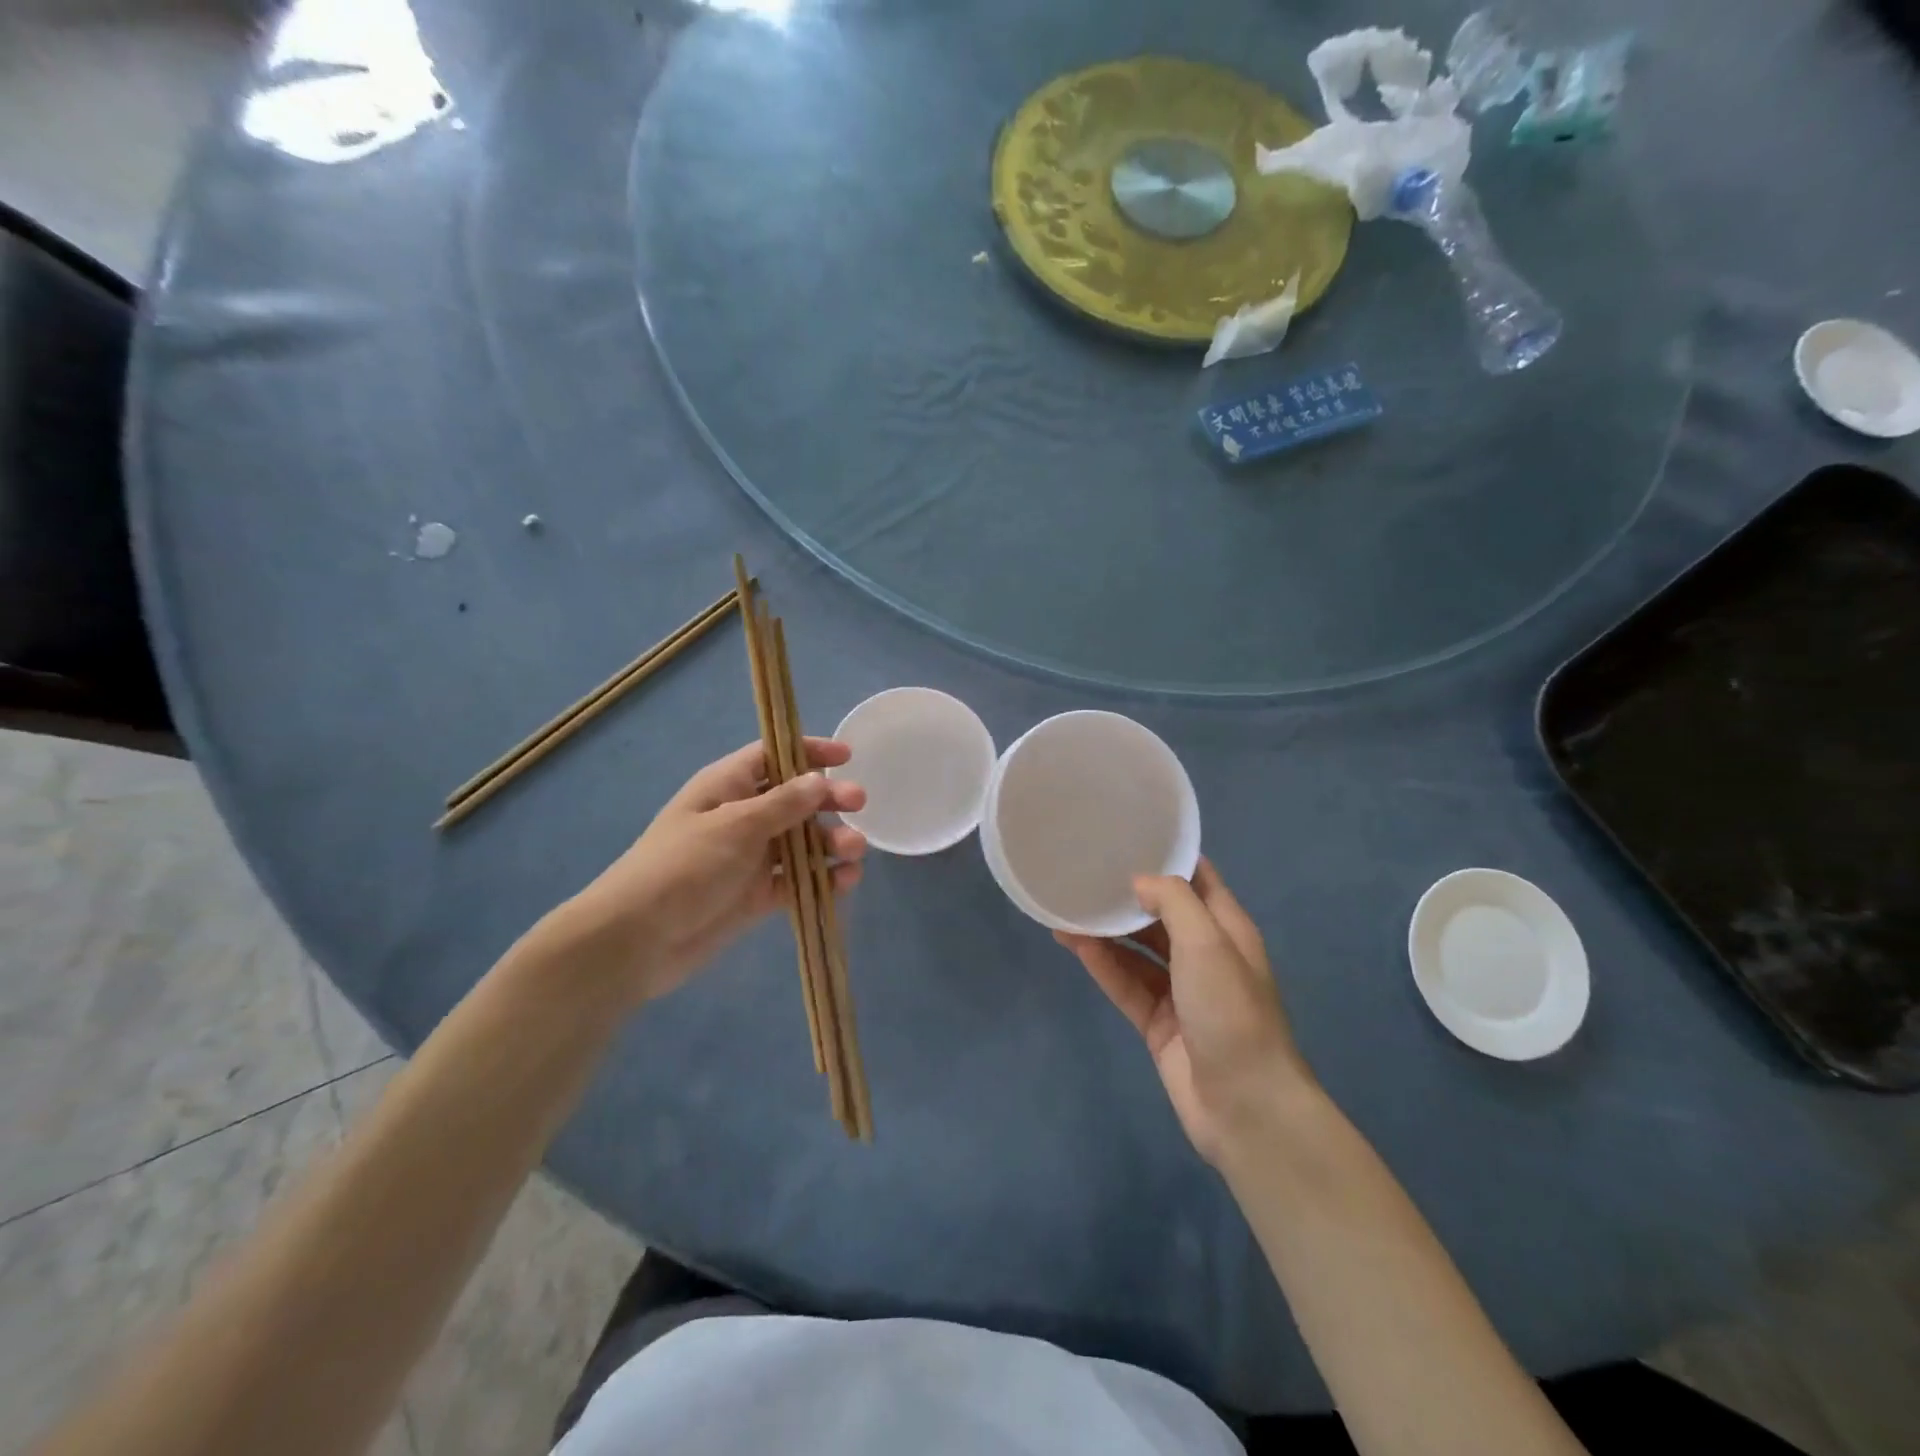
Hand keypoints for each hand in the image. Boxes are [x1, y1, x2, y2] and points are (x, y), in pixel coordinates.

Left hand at [546, 738, 866, 1007]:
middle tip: (860, 804)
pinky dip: (822, 879)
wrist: (638, 940)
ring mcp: (750, 858)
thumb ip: (783, 803)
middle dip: (828, 799)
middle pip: (795, 799)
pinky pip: (798, 881)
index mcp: (726, 787)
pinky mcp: (757, 895)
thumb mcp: (735, 826)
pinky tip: (844, 883)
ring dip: (830, 843)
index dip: (809, 751)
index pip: (773, 756)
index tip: (848, 755)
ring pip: (801, 842)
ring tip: (854, 852)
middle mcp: (741, 817)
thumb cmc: (683, 867)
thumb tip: (819, 780)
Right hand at [1057, 859, 1305, 1166]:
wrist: (1245, 1106)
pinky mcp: (1158, 1022)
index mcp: (1226, 929)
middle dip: (1127, 894)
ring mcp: (1180, 991)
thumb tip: (1138, 880)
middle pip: (1161, 914)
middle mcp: (1204, 954)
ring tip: (1066, 907)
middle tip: (1084, 871)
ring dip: (1106, 930)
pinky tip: (1073, 944)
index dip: (1166, 856)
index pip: (1197, 879)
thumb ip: (1173, 901)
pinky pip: (1125, 983)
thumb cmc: (1231, 1011)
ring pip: (1137, 950)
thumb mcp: (1208, 942)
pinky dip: (1102, 964)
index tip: (1127, 835)